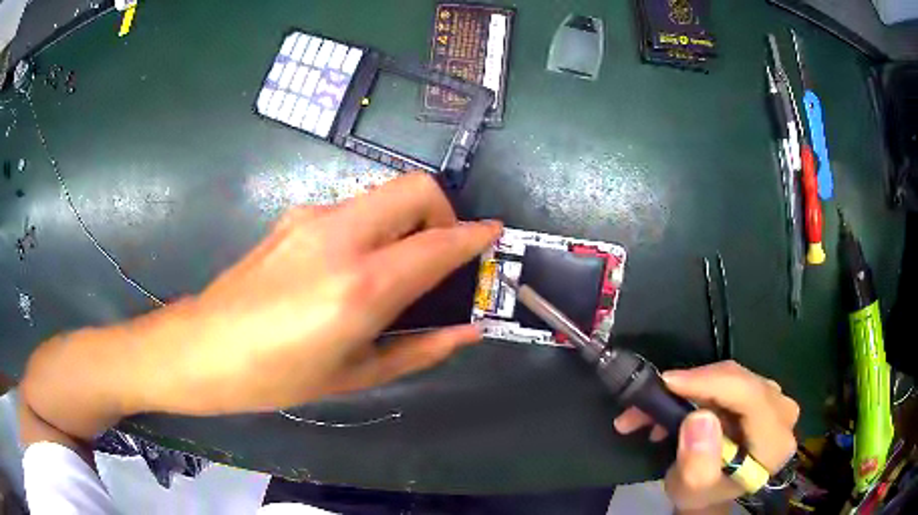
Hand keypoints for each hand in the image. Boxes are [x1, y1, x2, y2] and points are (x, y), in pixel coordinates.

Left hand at [20, 173, 501, 440]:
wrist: (202, 348)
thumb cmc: (276, 377)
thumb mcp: (354, 376)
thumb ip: (420, 349)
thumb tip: (468, 331)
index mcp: (360, 286)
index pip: (438, 243)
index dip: (474, 236)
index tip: (493, 236)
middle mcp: (341, 236)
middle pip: (414, 188)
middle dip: (442, 212)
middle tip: (440, 255)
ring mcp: (312, 217)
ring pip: (382, 195)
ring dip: (406, 220)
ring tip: (395, 269)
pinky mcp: (293, 216)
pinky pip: (352, 208)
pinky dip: (372, 227)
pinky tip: (351, 267)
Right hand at [613, 361, 798, 512]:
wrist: (712, 494)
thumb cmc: (702, 496)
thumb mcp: (692, 490)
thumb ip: (698, 463)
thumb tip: (698, 418)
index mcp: (774, 442)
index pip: (749, 396)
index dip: (710, 383)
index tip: (666, 383)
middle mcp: (782, 414)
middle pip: (739, 382)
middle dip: (691, 387)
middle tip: (647, 402)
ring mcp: (775, 400)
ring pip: (731, 377)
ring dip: (690, 389)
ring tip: (652, 411)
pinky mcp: (762, 394)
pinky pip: (729, 380)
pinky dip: (699, 389)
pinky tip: (675, 406)